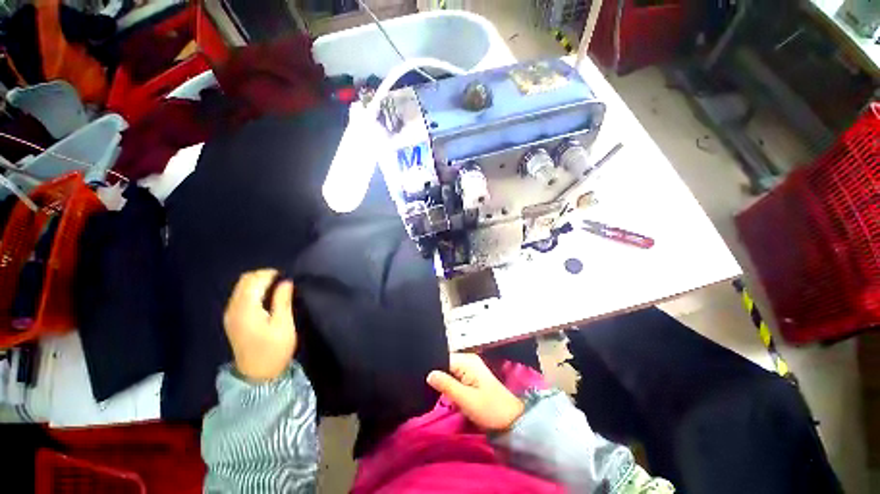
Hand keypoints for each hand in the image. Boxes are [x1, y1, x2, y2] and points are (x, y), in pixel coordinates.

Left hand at [223, 269, 295, 382]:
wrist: (257, 375)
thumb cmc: (274, 349)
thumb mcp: (283, 324)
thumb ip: (282, 300)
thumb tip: (286, 281)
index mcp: (246, 309)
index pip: (254, 280)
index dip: (270, 274)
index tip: (286, 275)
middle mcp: (233, 308)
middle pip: (244, 281)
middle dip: (263, 275)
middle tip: (282, 280)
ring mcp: (230, 314)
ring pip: (241, 287)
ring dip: (258, 282)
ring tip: (276, 286)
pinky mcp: (232, 320)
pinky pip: (240, 296)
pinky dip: (253, 290)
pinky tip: (266, 296)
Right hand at [427, 353, 524, 430]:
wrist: (511, 420)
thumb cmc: (490, 409)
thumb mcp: (465, 399)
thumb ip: (446, 385)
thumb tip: (429, 374)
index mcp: (467, 361)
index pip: (443, 358)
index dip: (432, 368)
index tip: (422, 380)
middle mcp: (468, 360)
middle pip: (445, 363)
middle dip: (437, 375)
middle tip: (428, 389)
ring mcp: (471, 368)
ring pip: (449, 371)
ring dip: (443, 381)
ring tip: (435, 392)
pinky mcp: (472, 377)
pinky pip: (455, 376)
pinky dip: (450, 384)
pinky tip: (445, 394)